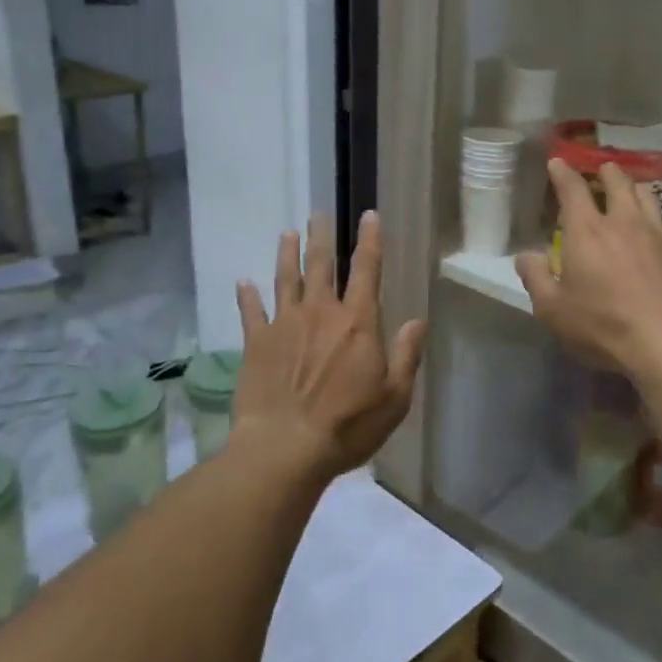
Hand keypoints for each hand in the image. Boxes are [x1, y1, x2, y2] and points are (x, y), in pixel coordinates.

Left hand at [233, 211, 427, 479]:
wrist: (286, 447)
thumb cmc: (348, 425)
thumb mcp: (394, 397)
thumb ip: (407, 355)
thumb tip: (418, 321)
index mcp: (358, 322)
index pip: (367, 270)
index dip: (370, 240)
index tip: (369, 215)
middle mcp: (320, 312)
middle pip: (321, 265)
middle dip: (322, 237)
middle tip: (318, 214)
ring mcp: (284, 324)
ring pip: (286, 279)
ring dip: (287, 254)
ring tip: (287, 233)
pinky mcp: (256, 343)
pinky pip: (251, 312)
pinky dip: (247, 296)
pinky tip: (243, 282)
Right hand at [516, 160, 661, 379]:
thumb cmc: (604, 326)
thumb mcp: (553, 310)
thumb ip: (536, 278)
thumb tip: (527, 255)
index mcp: (587, 232)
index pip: (572, 190)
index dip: (563, 173)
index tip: (558, 163)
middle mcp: (624, 222)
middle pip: (618, 183)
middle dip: (607, 172)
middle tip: (602, 169)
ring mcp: (658, 234)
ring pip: (647, 197)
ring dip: (634, 188)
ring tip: (630, 190)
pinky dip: (659, 219)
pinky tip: (659, 228)